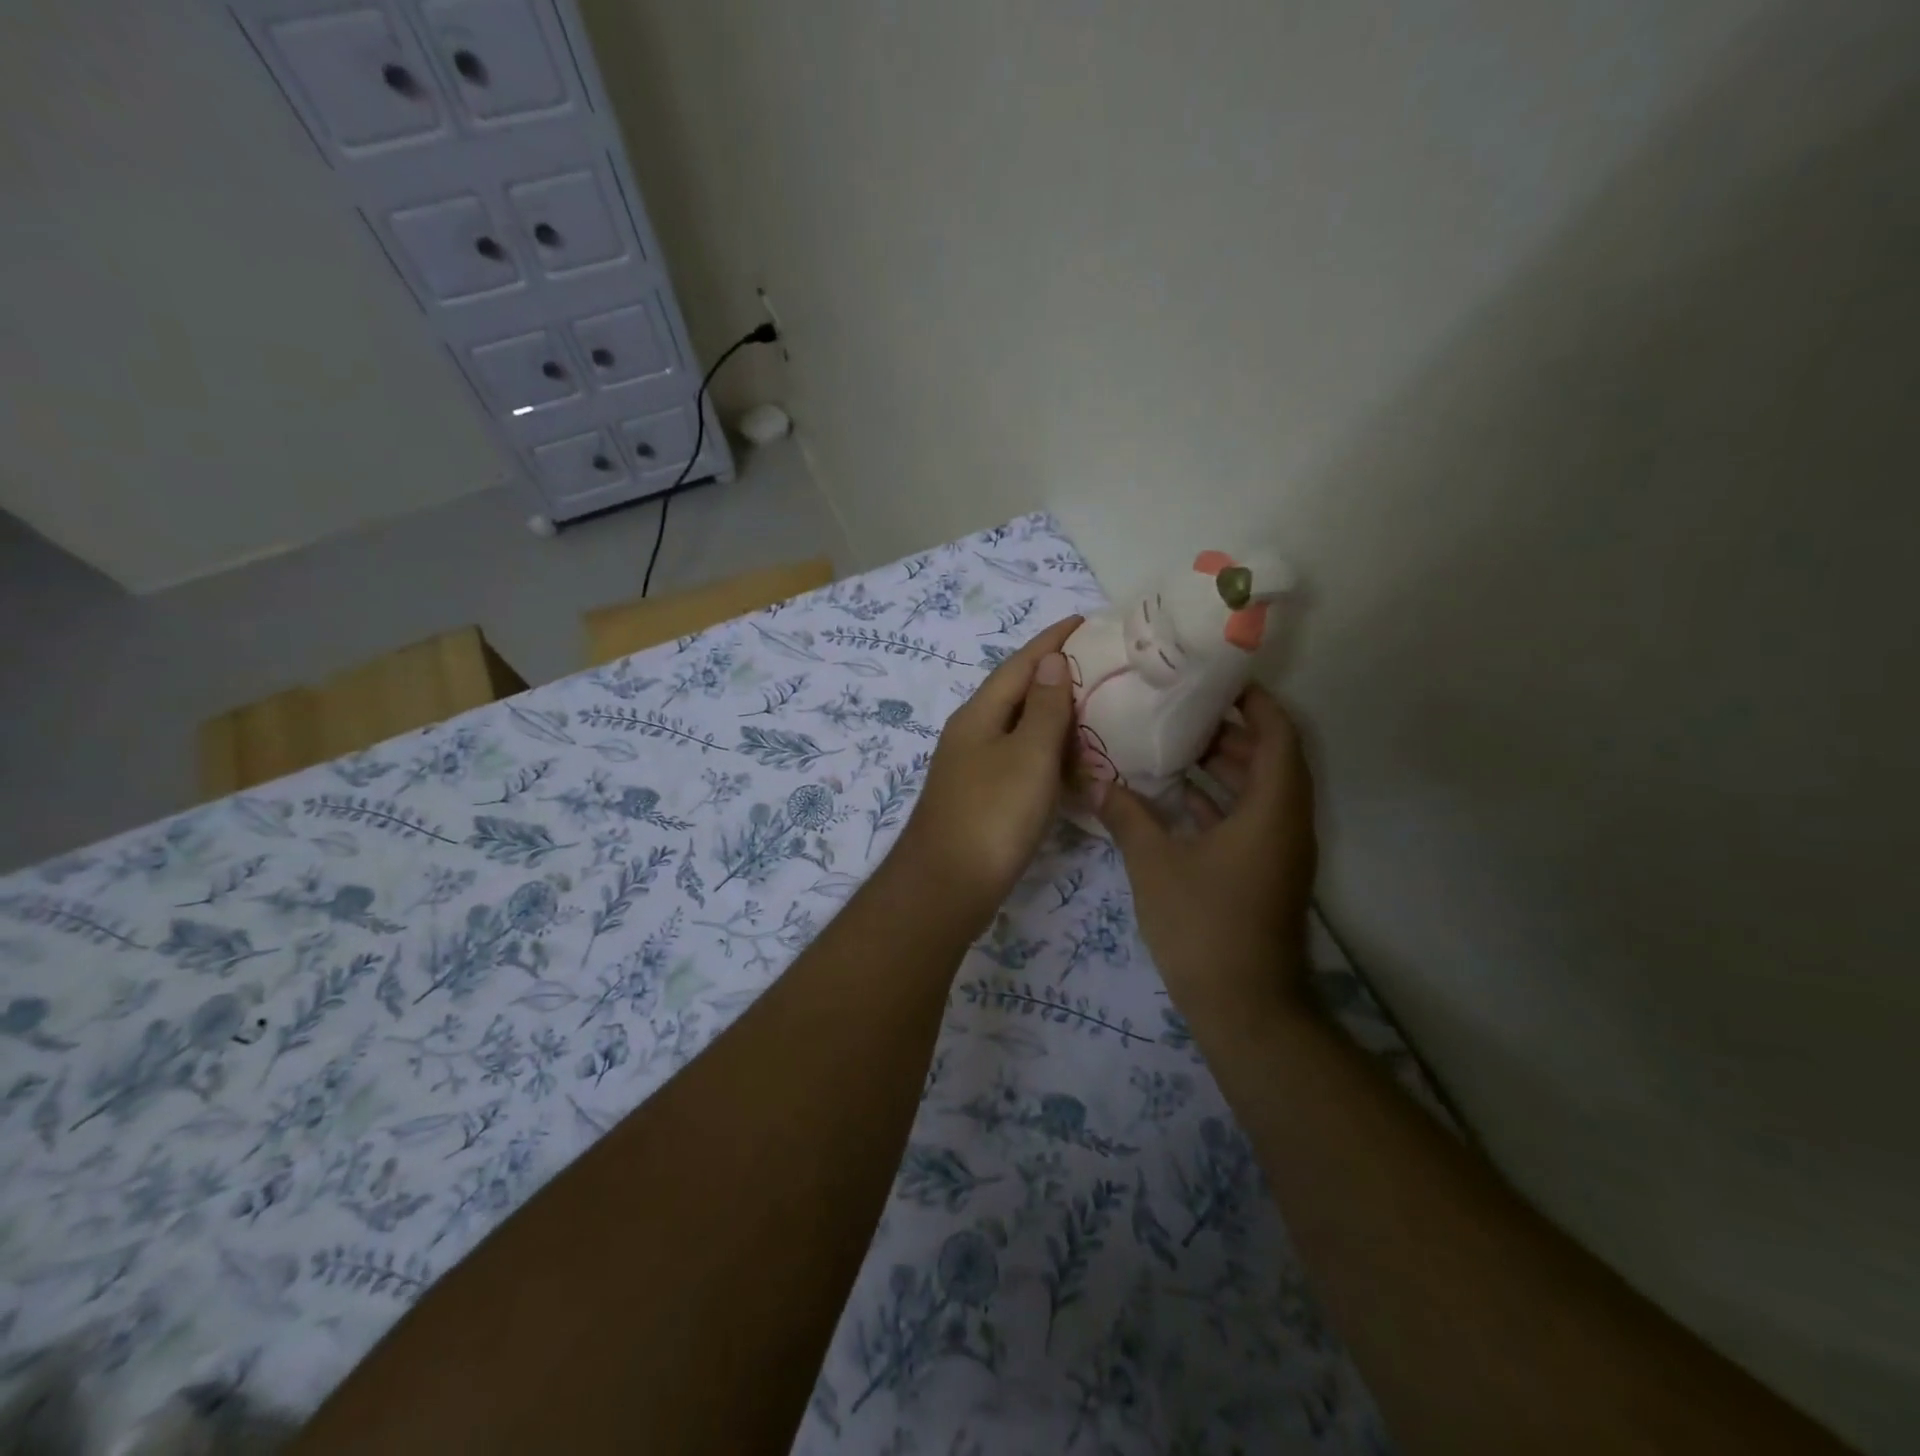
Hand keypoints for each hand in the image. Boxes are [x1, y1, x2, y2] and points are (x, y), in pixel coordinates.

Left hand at [893, 616, 1082, 926]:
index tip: (1084, 620)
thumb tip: (1051, 661)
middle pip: (1016, 692)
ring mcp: (973, 767)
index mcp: (979, 714)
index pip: (1020, 664)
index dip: (1051, 640)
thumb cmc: (992, 816)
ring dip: (1052, 714)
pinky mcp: (981, 798)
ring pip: (1018, 728)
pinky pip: (1019, 759)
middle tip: (1100, 664)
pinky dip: (1047, 752)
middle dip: (1054, 674)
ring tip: (1094, 706)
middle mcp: (971, 733)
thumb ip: (1044, 708)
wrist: (946, 887)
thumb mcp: (1028, 756)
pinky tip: (1070, 761)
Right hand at [1095, 684, 1317, 1027]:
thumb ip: (1128, 815)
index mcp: (1272, 809)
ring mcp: (1277, 851)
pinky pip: (1248, 819)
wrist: (1245, 1008)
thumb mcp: (1155, 864)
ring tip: (1172, 743)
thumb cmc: (1204, 925)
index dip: (1254, 702)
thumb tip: (1097, 780)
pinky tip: (1175, 796)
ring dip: (1224, 766)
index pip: (1278, 734)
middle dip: (1230, 730)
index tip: (1216, 680)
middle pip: (1270, 758)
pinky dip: (1218, 801)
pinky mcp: (1264, 873)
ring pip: (1258, 791)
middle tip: (1180, 709)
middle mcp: (1285, 822)